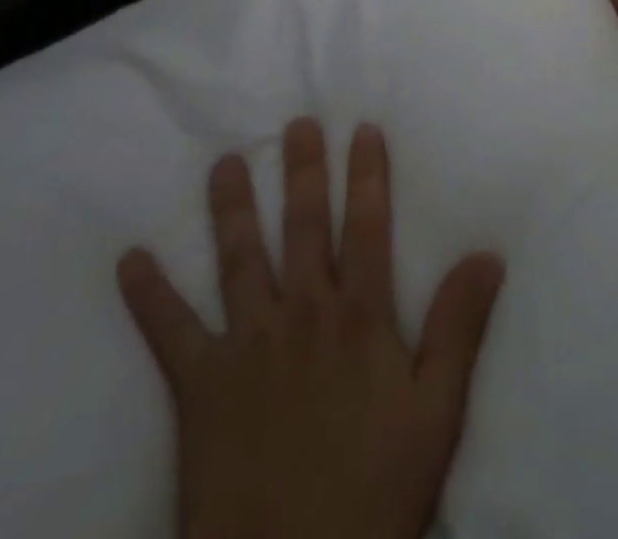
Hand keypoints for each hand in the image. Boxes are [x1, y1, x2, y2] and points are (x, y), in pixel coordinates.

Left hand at [118, 119, 504, 538]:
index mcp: (359, 317)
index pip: (366, 226)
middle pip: (303, 226)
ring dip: (232, 207)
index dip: (366, 175)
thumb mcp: (437, 413)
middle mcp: (302, 312)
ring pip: (240, 257)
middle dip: (302, 170)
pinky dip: (149, 295)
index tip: (361, 129)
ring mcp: (247, 344)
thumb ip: (459, 327)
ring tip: (226, 162)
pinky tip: (128, 259)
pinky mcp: (199, 385)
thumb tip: (488, 253)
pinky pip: (170, 331)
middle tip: (296, 124)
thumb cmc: (374, 493)